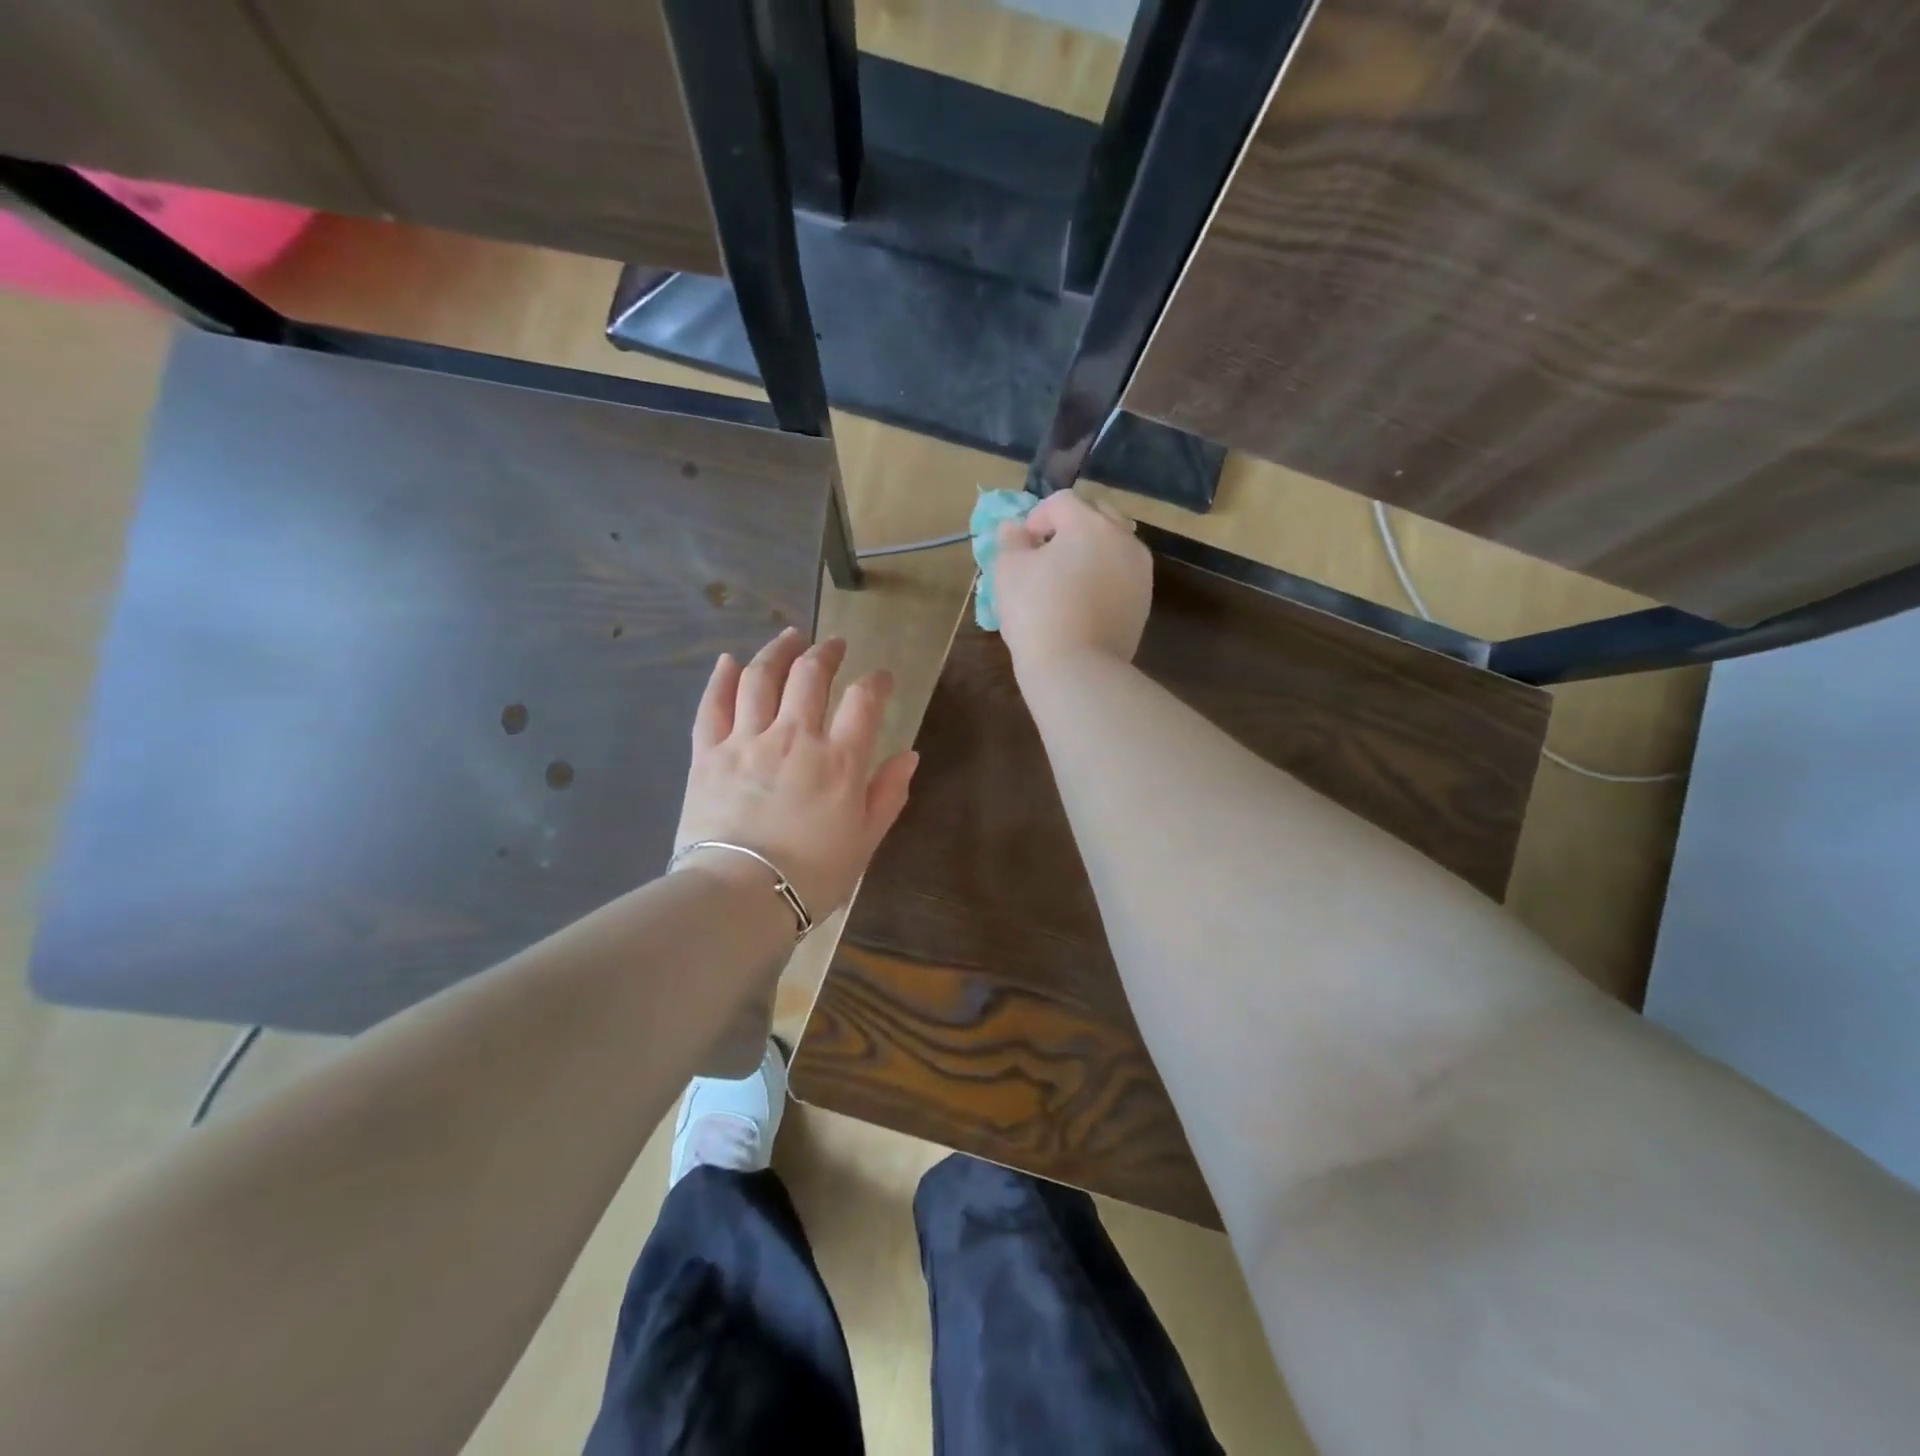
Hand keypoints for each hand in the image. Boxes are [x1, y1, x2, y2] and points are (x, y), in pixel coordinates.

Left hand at [674, 628, 918, 918]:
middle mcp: (795, 737)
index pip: (864, 701)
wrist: (740, 897)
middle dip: (826, 653)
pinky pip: (713, 705)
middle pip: (810, 675)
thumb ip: (888, 793)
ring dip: (777, 651)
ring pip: (760, 677)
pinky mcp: (708, 753)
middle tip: (835, 646)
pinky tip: (729, 660)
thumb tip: (909, 755)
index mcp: (839, 760)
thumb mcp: (865, 841)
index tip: (881, 678)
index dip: (877, 682)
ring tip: (789, 638)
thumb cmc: (812, 876)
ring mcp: (747, 741)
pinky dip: (721, 678)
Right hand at [994, 490, 1152, 676]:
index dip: (1036, 517)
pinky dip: (1103, 577)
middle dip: (1069, 528)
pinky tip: (1083, 602)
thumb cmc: (1036, 614)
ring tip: (1066, 580)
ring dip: (1090, 551)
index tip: (1021, 546)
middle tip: (1045, 557)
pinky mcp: (1144, 601)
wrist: (1077, 669)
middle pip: (1095, 516)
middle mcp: (1123, 538)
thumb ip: (1011, 540)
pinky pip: (1121, 575)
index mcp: (1090, 524)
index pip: (1061, 502)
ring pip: (1113, 545)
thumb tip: (1016, 529)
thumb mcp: (1008, 571)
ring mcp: (1140, 571)